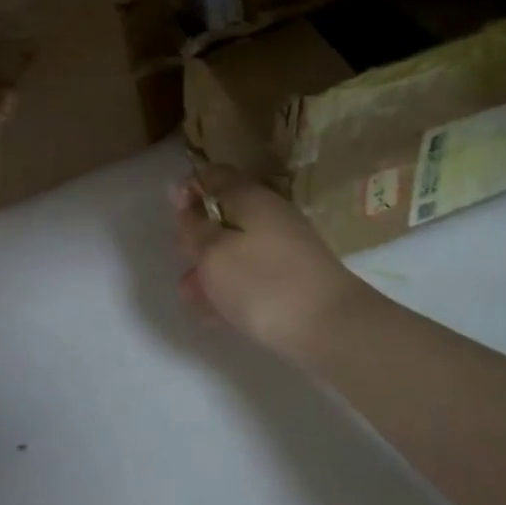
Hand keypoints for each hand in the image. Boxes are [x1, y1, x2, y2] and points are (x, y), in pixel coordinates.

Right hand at [173, 166, 378, 364]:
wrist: (332, 329)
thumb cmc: (262, 283)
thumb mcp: (212, 252)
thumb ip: (193, 224)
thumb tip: (183, 196)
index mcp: (250, 197)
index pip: (214, 175)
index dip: (189, 189)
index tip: (173, 215)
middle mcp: (270, 215)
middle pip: (225, 214)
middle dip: (198, 238)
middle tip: (182, 261)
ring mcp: (286, 247)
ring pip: (238, 249)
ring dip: (211, 269)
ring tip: (193, 298)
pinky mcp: (295, 278)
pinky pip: (254, 274)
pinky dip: (232, 288)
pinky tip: (217, 315)